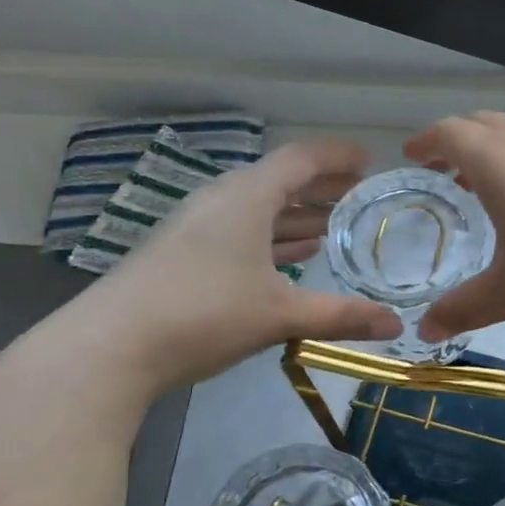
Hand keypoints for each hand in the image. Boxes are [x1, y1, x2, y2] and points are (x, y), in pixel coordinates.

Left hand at [69, 139, 401, 387]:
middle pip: (279, 180)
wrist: (108, 348)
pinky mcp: (181, 253)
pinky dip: (269, 236)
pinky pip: (238, 230)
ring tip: (329, 228)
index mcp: (247, 196)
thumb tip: (396, 327)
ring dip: (294, 214)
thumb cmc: (203, 315)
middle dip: (321, 186)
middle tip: (357, 195)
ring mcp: (196, 226)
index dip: (338, 157)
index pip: (301, 158)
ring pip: (257, 208)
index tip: (369, 161)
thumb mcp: (279, 315)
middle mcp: (221, 200)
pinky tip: (286, 260)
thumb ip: (340, 316)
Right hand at [403, 113, 504, 341]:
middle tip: (443, 170)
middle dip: (457, 141)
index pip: (450, 133)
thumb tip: (425, 332)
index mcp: (499, 162)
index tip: (412, 154)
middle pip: (484, 124)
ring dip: (494, 152)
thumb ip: (464, 309)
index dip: (427, 141)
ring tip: (485, 188)